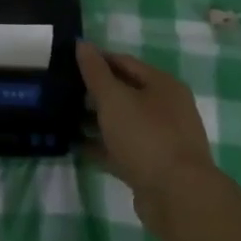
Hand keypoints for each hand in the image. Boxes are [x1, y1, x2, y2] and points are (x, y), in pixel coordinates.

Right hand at [77, 41, 221, 234]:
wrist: (178, 197)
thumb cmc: (146, 137)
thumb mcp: (114, 99)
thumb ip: (95, 71)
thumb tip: (81, 43)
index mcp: (162, 85)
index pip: (124, 62)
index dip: (96, 60)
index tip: (67, 62)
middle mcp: (166, 108)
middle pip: (124, 92)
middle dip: (94, 92)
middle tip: (62, 90)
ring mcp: (161, 139)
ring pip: (122, 122)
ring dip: (95, 120)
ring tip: (63, 117)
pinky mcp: (153, 166)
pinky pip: (121, 148)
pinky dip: (101, 145)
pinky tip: (76, 145)